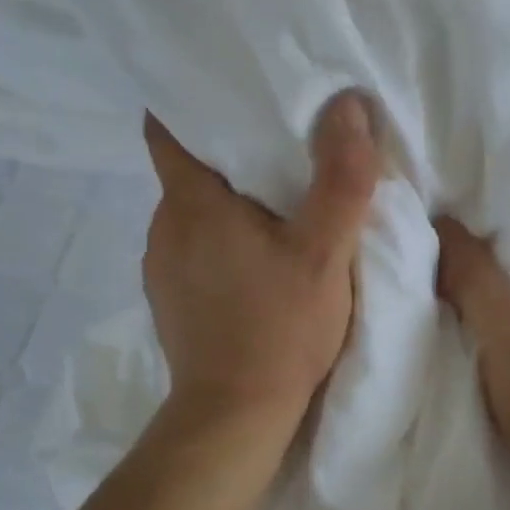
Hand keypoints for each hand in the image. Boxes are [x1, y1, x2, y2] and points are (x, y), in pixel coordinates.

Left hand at [142, 94, 380, 439]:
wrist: (234, 417)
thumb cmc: (279, 328)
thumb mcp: (324, 253)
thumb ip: (341, 179)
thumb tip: (349, 106)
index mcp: (191, 203)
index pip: (167, 128)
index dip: (194, 102)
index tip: (233, 92)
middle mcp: (164, 227)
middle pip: (188, 169)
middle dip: (230, 153)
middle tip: (281, 148)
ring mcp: (161, 267)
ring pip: (193, 212)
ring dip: (227, 203)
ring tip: (274, 205)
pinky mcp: (170, 300)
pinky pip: (193, 249)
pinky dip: (220, 241)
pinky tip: (255, 261)